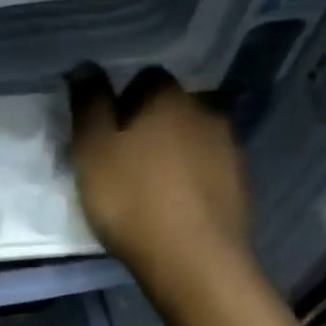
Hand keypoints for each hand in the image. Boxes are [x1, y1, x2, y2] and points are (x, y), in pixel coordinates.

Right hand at [69, 64, 253, 311]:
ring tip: (148, 187)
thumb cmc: (131, 199)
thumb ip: (88, 105)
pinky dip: (190, 180)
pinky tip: (173, 206)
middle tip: (123, 160)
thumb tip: (86, 67)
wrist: (193, 258)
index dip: (122, 101)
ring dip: (173, 153)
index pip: (145, 78)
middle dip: (150, 125)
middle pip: (173, 108)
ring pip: (193, 138)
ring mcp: (229, 148)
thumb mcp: (92, 151)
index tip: (104, 132)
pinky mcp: (240, 184)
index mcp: (167, 98)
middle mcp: (205, 111)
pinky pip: (208, 170)